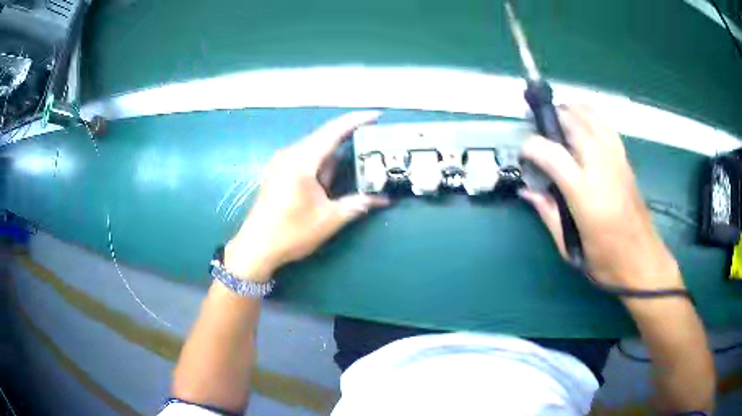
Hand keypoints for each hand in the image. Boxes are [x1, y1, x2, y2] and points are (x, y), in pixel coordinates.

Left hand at [224, 111, 388, 281]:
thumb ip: (358, 204)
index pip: (333, 131)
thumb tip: (384, 199)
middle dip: (349, 138)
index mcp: (302, 161)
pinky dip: (322, 163)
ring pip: (315, 149)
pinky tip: (333, 175)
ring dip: (335, 154)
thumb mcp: (330, 219)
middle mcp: (290, 154)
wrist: (257, 247)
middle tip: (373, 139)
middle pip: (324, 138)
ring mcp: (281, 162)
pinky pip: (305, 159)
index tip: (376, 115)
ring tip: (358, 157)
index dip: (356, 120)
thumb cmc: (292, 232)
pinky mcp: (278, 172)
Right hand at [519, 105, 682, 290]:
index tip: (523, 152)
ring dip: (574, 110)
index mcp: (585, 193)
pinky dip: (593, 115)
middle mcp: (601, 168)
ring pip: (593, 118)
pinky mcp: (626, 161)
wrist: (643, 261)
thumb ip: (548, 213)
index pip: (553, 154)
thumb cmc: (606, 261)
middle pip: (574, 125)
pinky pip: (608, 127)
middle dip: (553, 118)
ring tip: (559, 114)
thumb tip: (527, 191)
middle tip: (538, 124)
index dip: (532, 146)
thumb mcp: (570, 248)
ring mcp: (616, 161)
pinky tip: (585, 120)